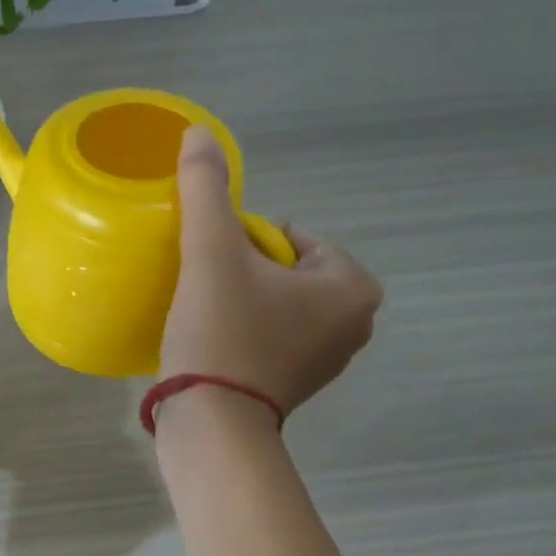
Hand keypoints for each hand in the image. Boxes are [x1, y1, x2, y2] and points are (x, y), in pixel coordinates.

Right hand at [161, 128, 382, 416]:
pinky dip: (245, 329)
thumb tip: (198, 131)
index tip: (213, 267)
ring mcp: (329, 359)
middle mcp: (356, 323)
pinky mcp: (298, 384)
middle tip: (205, 289)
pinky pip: (272, 335)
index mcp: (353, 286)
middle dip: (245, 271)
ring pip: (278, 302)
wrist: (210, 424)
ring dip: (242, 298)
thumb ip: (207, 191)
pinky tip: (212, 340)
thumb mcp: (211, 253)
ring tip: (204, 312)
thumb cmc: (222, 334)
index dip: (244, 242)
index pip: (293, 236)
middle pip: (286, 269)